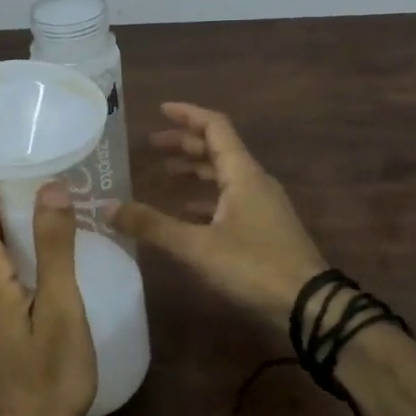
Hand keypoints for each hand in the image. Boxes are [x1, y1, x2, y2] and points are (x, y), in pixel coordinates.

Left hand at [0, 178, 96, 415]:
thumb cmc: (48, 380)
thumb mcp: (62, 310)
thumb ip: (53, 245)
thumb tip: (51, 185)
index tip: (39, 167)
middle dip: (12, 194)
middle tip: (60, 192)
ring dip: (12, 223)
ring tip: (58, 223)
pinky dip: (7, 250)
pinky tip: (42, 262)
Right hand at [110, 102, 326, 327]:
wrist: (309, 305)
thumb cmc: (254, 266)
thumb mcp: (197, 246)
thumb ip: (152, 226)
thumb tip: (106, 207)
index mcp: (242, 173)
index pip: (215, 127)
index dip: (187, 115)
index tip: (160, 110)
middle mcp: (254, 181)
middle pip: (218, 149)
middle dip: (185, 143)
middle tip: (152, 146)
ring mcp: (263, 205)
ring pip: (225, 175)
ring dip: (195, 170)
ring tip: (165, 176)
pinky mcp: (265, 227)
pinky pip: (231, 199)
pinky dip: (206, 198)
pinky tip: (187, 215)